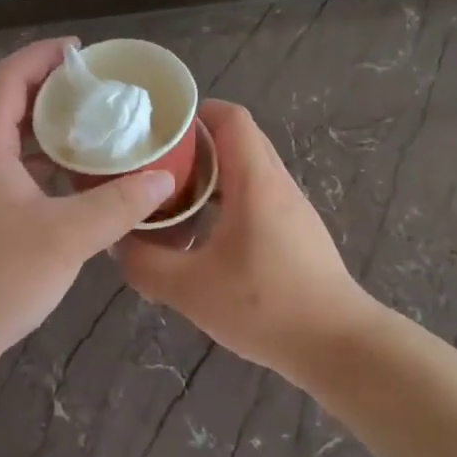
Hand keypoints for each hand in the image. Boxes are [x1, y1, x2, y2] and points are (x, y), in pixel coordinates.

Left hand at [0, 39, 175, 385]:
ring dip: (51, 131)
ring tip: (98, 132)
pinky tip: (77, 183)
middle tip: (103, 94)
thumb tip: (164, 177)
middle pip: (10, 104)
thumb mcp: (66, 238)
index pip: (10, 77)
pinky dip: (44, 165)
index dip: (45, 56)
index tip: (86, 54)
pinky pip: (12, 171)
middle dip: (55, 91)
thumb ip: (118, 204)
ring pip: (12, 141)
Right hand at [115, 101, 376, 378]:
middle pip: (237, 139)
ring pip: (247, 170)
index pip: (231, 117)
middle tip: (154, 164)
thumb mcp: (190, 289)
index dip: (195, 112)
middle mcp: (277, 183)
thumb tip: (119, 241)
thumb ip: (146, 262)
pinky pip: (257, 196)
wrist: (337, 344)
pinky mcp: (296, 232)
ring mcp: (291, 208)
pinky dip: (227, 199)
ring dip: (210, 175)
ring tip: (171, 197)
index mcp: (256, 181)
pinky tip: (203, 233)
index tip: (158, 129)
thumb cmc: (266, 306)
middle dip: (194, 144)